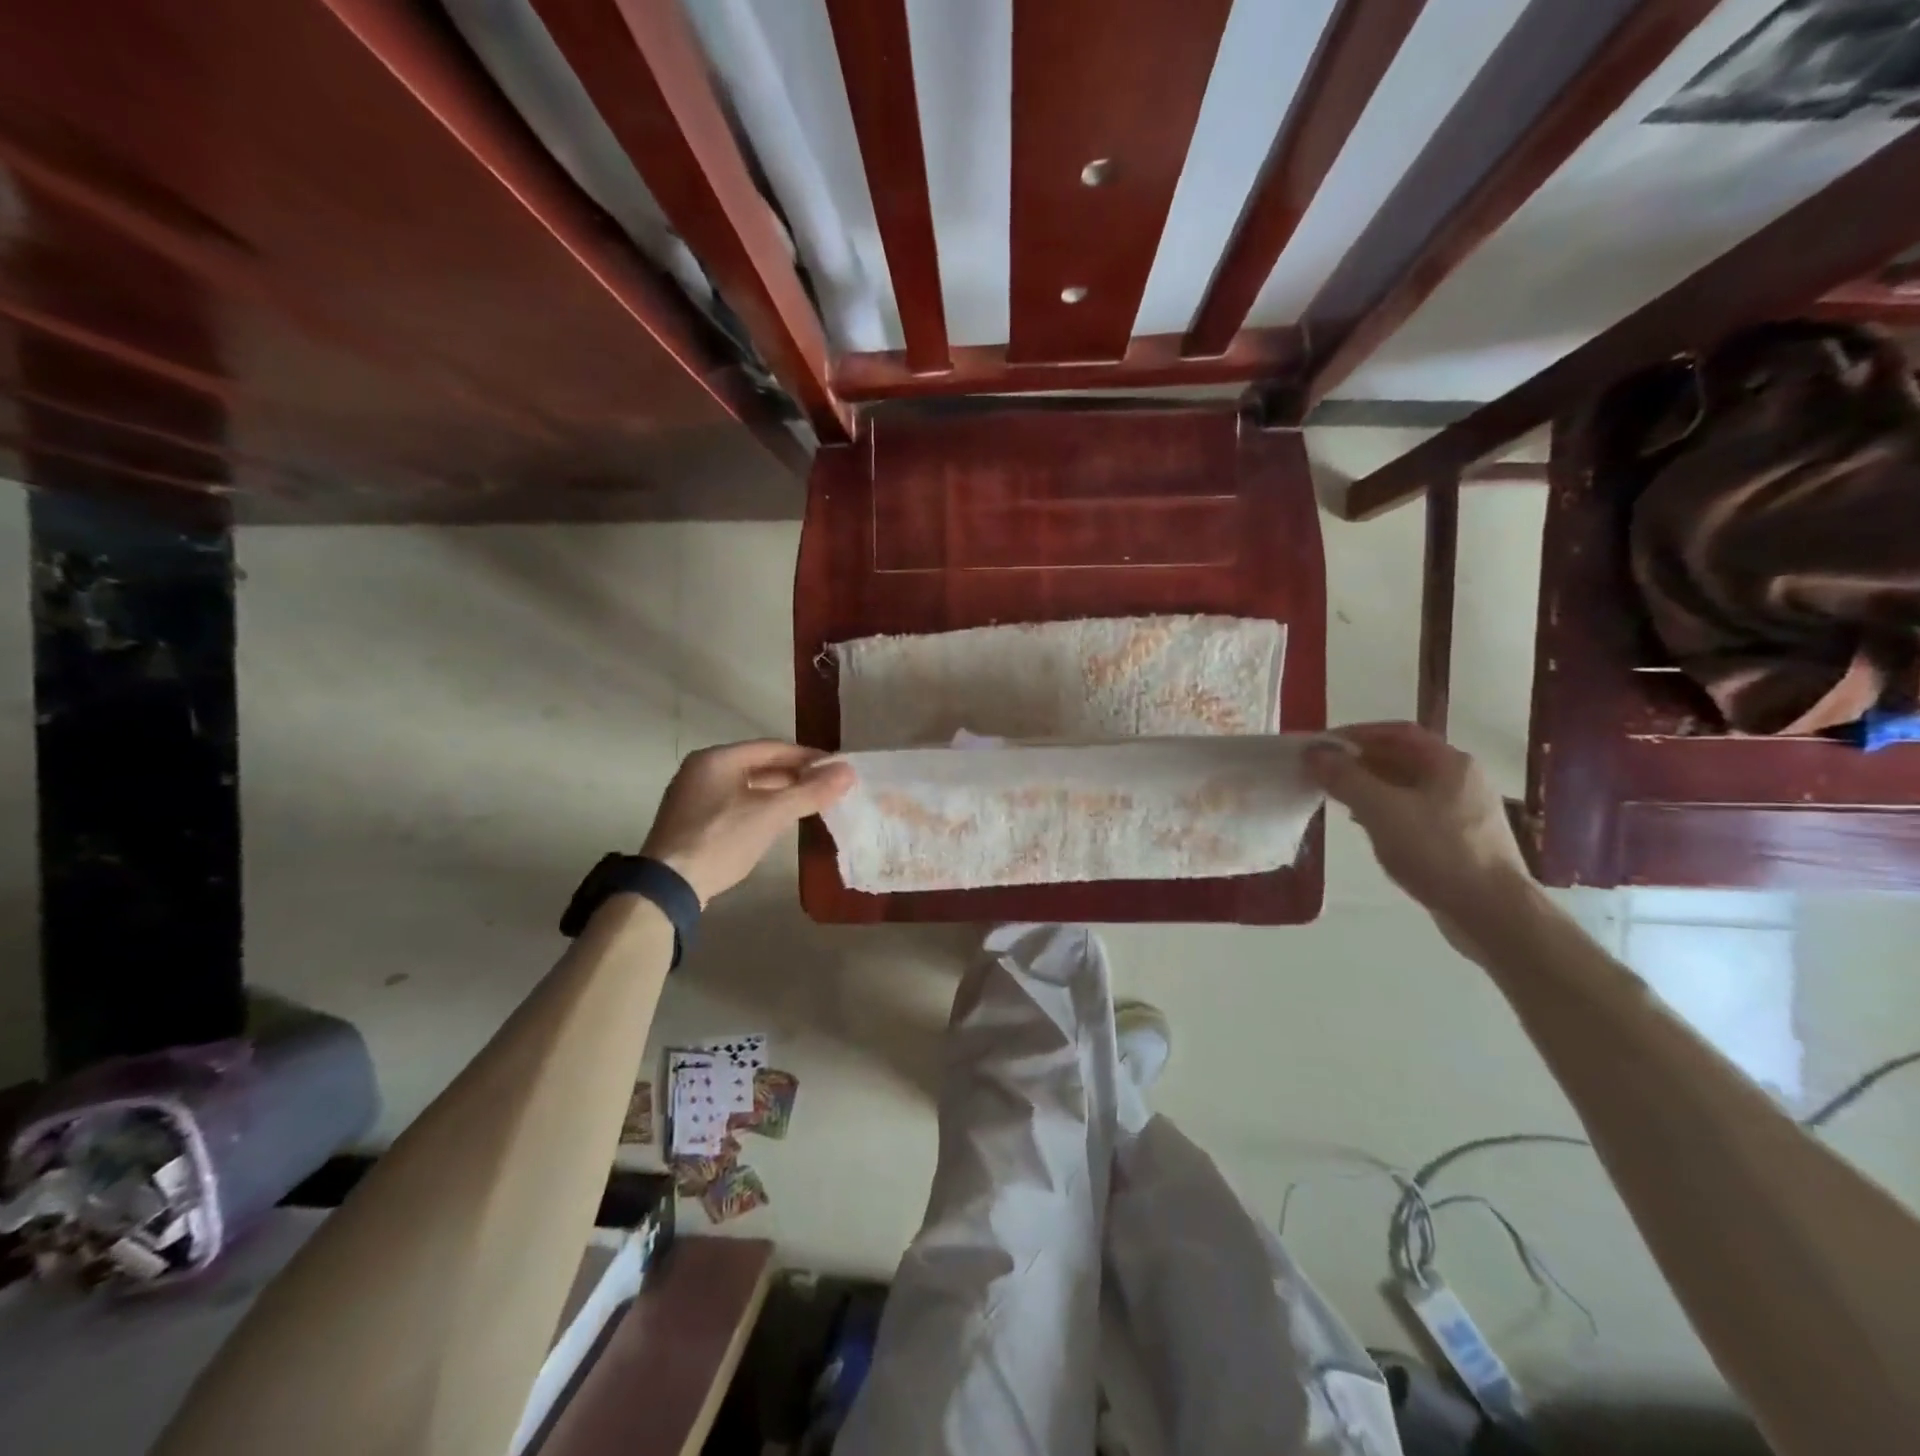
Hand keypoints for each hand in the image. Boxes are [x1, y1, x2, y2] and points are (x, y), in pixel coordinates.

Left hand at [641, 741, 853, 904]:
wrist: (668, 886)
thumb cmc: (721, 839)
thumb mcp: (771, 814)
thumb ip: (810, 792)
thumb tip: (848, 772)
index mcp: (718, 759)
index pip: (772, 748)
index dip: (807, 756)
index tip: (835, 767)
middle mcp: (702, 770)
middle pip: (758, 765)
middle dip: (795, 775)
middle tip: (827, 786)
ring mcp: (694, 796)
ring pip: (747, 786)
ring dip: (779, 792)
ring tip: (811, 802)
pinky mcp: (693, 821)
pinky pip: (735, 804)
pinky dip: (760, 807)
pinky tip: (779, 821)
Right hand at [1307, 722, 1537, 950]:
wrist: (1493, 913)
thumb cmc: (1437, 852)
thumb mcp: (1381, 811)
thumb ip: (1345, 778)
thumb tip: (1315, 753)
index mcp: (1449, 763)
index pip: (1396, 732)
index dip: (1356, 734)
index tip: (1322, 746)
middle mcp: (1461, 779)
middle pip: (1402, 757)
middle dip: (1359, 761)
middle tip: (1323, 772)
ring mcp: (1463, 810)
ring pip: (1407, 786)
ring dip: (1370, 786)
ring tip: (1337, 798)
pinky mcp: (1460, 838)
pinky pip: (1414, 811)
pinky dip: (1385, 810)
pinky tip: (1366, 825)